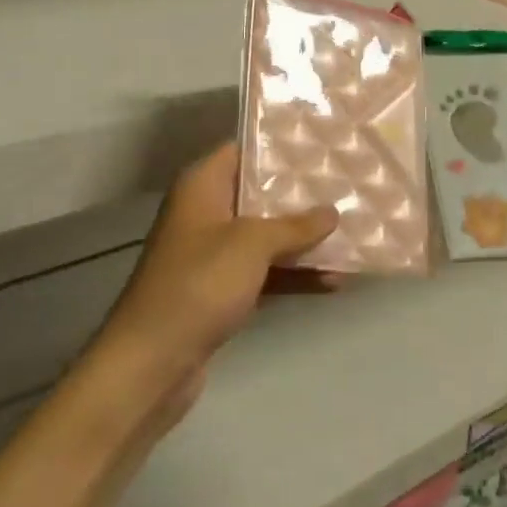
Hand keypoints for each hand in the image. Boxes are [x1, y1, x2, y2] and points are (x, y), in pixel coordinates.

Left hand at [94, 144, 339, 418]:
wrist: (152, 361)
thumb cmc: (199, 284)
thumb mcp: (251, 244)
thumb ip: (294, 225)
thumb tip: (331, 212)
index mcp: (202, 186)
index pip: (244, 149)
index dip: (280, 146)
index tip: (322, 145)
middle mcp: (206, 212)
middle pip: (260, 193)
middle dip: (302, 194)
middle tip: (348, 186)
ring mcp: (214, 254)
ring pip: (267, 235)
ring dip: (305, 239)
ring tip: (354, 232)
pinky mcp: (222, 289)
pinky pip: (265, 271)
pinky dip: (294, 274)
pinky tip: (335, 281)